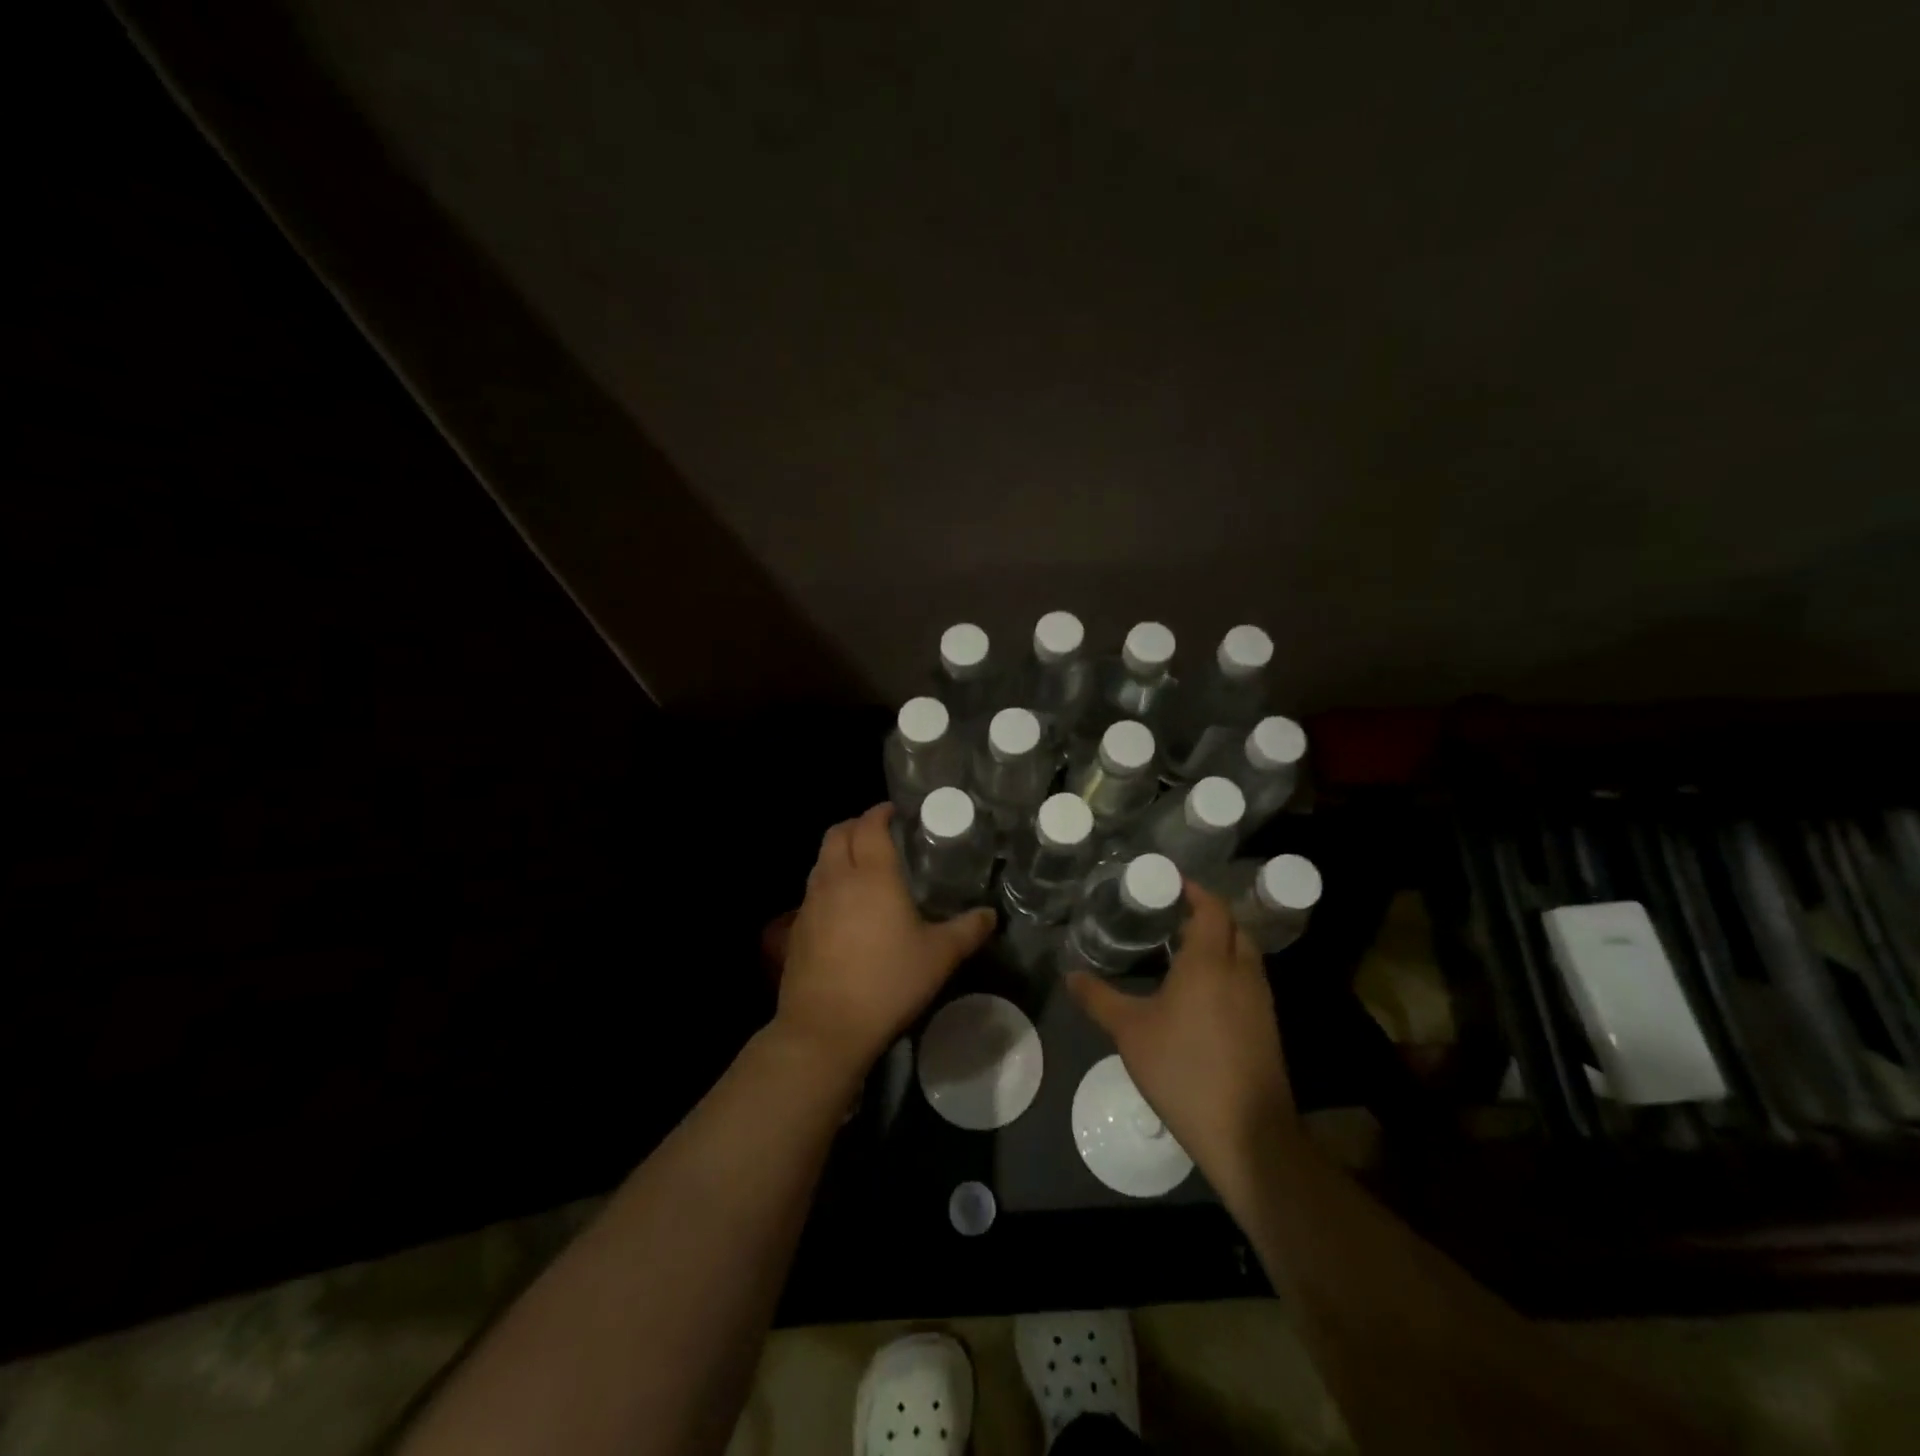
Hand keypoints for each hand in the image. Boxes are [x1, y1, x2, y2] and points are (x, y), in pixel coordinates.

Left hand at [775, 803, 995, 1081]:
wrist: (826, 1028)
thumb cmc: (888, 983)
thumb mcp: (939, 957)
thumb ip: (968, 930)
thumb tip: (991, 915)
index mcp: (872, 874)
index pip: (870, 825)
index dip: (881, 812)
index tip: (896, 812)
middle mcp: (837, 878)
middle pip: (838, 833)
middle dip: (857, 825)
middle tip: (880, 834)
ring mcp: (811, 902)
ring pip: (821, 859)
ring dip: (839, 852)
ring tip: (863, 866)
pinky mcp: (796, 928)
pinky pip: (813, 889)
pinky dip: (828, 882)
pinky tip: (845, 907)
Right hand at [1067, 882, 1295, 1205]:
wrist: (1247, 1133)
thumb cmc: (1183, 1069)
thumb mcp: (1130, 1032)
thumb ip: (1099, 999)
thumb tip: (1070, 974)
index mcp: (1210, 962)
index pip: (1212, 908)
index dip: (1194, 891)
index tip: (1169, 884)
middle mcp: (1241, 972)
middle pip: (1233, 927)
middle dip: (1207, 916)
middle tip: (1171, 917)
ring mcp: (1260, 1001)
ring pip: (1244, 955)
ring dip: (1220, 944)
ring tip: (1183, 952)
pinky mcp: (1267, 1028)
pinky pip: (1248, 982)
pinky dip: (1228, 972)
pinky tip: (1202, 995)